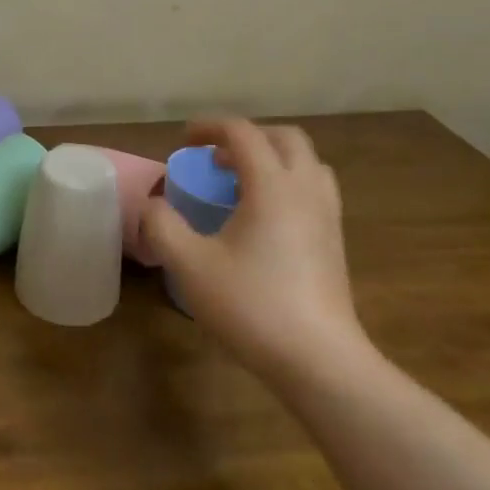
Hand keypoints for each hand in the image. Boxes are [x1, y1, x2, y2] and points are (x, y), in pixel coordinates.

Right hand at [141, 118, 364, 380]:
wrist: (320, 362)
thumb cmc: (252, 305)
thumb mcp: (190, 265)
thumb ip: (163, 225)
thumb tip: (154, 205)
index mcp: (272, 185)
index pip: (242, 133)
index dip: (209, 127)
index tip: (184, 141)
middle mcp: (306, 190)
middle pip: (285, 138)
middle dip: (247, 137)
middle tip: (216, 157)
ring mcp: (327, 216)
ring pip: (307, 164)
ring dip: (272, 159)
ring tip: (241, 183)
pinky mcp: (335, 243)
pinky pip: (314, 190)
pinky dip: (288, 184)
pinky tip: (264, 218)